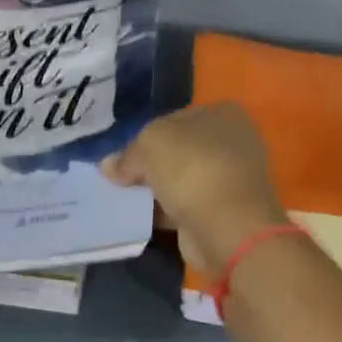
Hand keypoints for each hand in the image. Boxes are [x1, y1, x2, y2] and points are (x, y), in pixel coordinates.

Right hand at [102, 103, 285, 276]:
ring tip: (124, 199)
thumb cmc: (192, 169)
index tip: (123, 156)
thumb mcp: (149, 144)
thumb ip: (127, 154)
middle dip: (149, 164)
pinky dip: (164, 211)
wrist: (228, 227)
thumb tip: (109, 167)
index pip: (172, 119)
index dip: (144, 135)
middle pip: (177, 150)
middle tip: (120, 178)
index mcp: (223, 113)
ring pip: (181, 179)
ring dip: (156, 189)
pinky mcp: (224, 211)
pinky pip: (185, 205)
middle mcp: (232, 142)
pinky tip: (141, 216)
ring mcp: (230, 179)